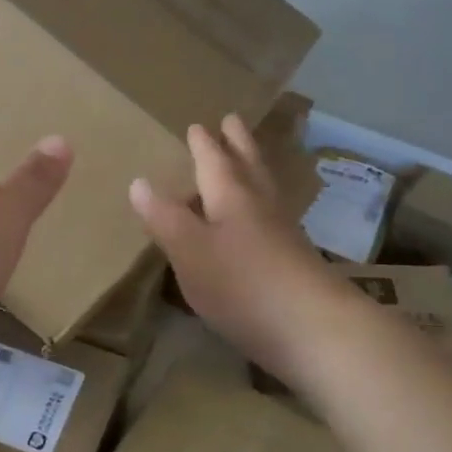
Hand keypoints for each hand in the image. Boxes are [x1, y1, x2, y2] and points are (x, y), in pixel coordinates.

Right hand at [129, 116, 330, 378]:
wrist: (313, 330)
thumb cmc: (241, 284)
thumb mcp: (188, 250)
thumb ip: (164, 217)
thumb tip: (138, 182)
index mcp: (232, 197)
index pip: (214, 161)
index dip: (203, 145)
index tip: (198, 125)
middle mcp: (261, 206)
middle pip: (248, 166)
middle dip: (237, 144)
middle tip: (232, 121)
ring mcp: (283, 234)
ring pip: (265, 190)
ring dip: (253, 169)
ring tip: (246, 161)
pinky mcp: (295, 261)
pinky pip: (272, 218)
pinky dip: (261, 206)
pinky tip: (257, 223)